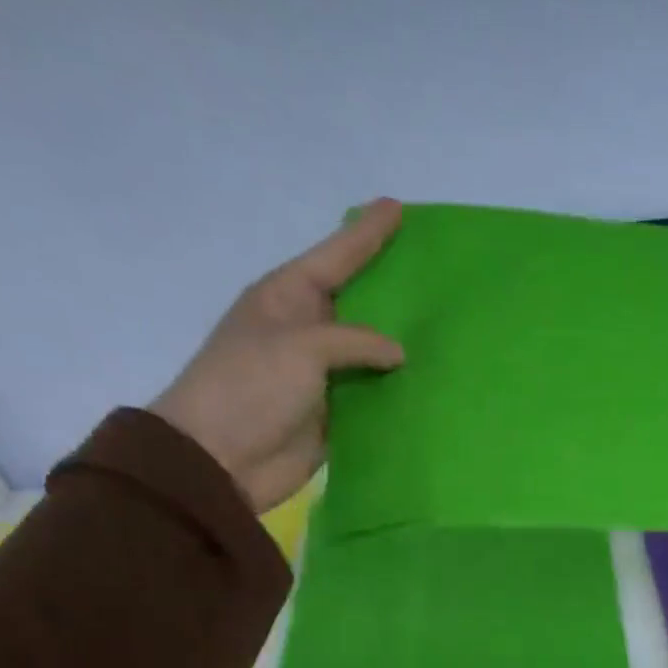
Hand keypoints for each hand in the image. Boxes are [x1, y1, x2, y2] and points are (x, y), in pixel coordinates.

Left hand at [150, 199, 405, 513]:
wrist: (221, 459)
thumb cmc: (249, 388)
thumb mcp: (299, 348)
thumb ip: (353, 342)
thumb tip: (399, 353)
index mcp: (287, 299)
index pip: (335, 258)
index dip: (366, 234)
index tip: (398, 208)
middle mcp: (307, 331)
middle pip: (358, 302)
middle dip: (392, 288)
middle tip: (434, 271)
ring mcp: (322, 375)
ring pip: (371, 352)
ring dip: (403, 345)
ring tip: (446, 329)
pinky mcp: (336, 415)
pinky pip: (375, 396)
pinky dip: (399, 391)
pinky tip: (432, 383)